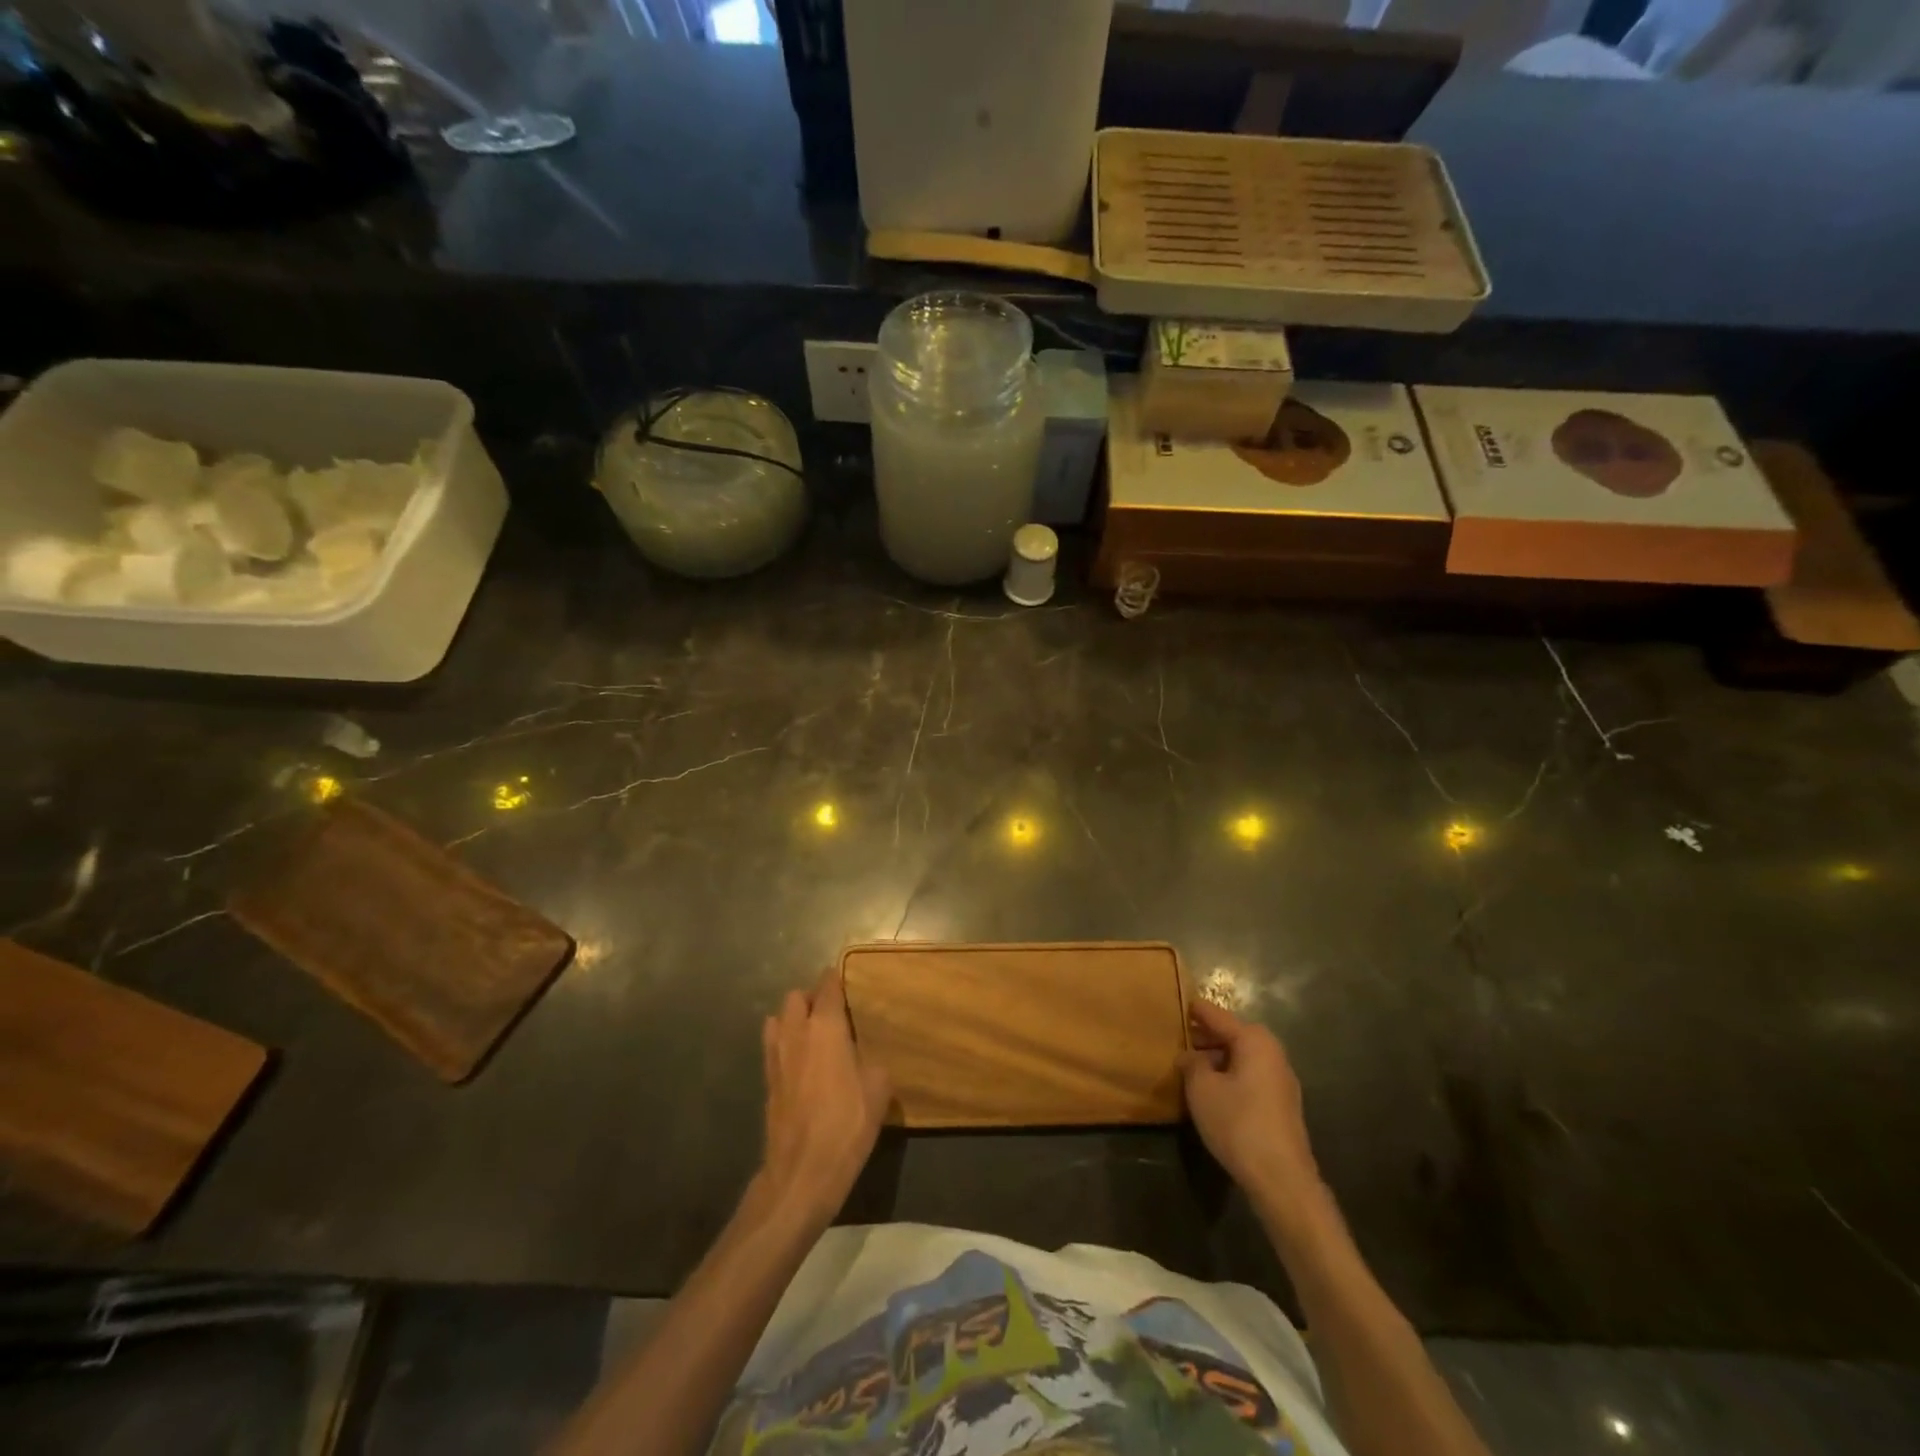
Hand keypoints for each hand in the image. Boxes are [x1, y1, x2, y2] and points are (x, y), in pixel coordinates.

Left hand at [757, 971, 890, 1228]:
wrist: (802, 1172)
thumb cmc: (847, 1124)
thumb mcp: (879, 1090)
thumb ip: (872, 1060)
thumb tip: (865, 1056)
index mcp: (826, 1027)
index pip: (827, 987)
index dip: (836, 979)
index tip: (846, 979)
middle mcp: (796, 1033)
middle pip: (795, 997)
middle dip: (811, 997)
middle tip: (831, 1013)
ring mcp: (776, 1056)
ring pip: (778, 1019)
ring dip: (793, 1019)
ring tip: (812, 1035)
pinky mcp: (766, 1081)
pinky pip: (772, 1046)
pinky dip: (784, 1043)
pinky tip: (800, 1062)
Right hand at [1182, 999, 1323, 1216]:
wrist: (1281, 1178)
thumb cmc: (1237, 1122)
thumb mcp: (1202, 1088)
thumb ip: (1191, 1063)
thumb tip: (1190, 1055)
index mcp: (1254, 1040)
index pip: (1217, 1015)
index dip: (1194, 1010)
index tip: (1176, 1001)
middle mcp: (1272, 1052)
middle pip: (1232, 1034)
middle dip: (1205, 1035)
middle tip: (1178, 1036)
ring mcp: (1281, 1080)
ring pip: (1241, 1057)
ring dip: (1217, 1057)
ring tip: (1190, 1064)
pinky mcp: (1282, 1104)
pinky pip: (1250, 1076)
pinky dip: (1230, 1074)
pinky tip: (1212, 1089)